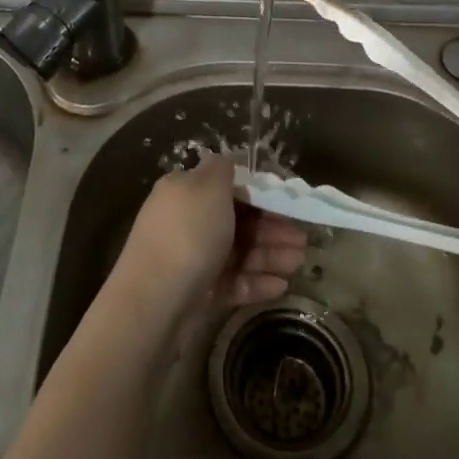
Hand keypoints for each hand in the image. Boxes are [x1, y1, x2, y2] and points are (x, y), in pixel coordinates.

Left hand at [116, 153, 306, 325]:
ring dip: (271, 254)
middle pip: (237, 219)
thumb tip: (230, 157)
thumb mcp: (207, 186)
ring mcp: (191, 258)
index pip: (228, 186)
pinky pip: (232, 281)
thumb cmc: (187, 234)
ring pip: (238, 251)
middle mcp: (187, 221)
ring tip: (300, 263)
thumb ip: (223, 168)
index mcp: (185, 191)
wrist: (155, 301)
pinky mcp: (197, 292)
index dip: (260, 191)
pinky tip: (281, 286)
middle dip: (272, 227)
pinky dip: (256, 282)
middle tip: (303, 239)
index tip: (289, 201)